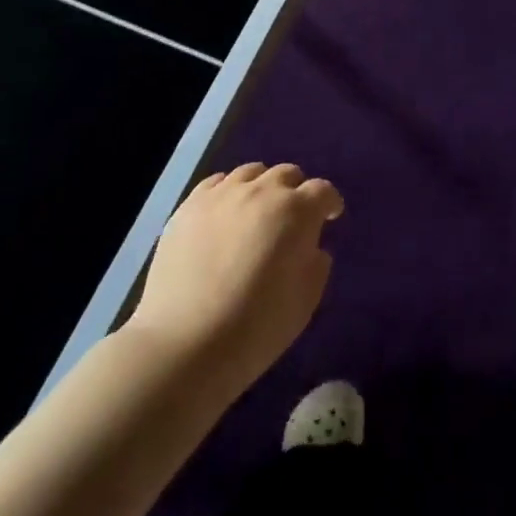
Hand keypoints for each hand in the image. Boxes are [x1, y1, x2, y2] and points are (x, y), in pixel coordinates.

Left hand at [130, 163, 343, 394]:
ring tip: (256, 213)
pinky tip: (224, 214)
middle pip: (286, 174)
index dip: (329, 203)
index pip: (322, 191)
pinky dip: (228, 192)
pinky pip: (216, 183)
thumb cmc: (256, 327)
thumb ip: (316, 265)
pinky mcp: (189, 205)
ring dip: (262, 188)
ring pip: (251, 173)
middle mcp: (261, 191)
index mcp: (296, 211)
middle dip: (295, 192)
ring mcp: (222, 194)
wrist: (185, 342)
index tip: (329, 217)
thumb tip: (310, 248)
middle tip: (292, 219)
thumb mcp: (305, 302)